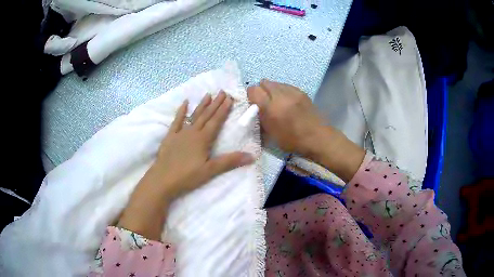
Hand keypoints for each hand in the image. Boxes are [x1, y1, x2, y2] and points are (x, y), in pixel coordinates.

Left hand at [155, 91, 254, 197]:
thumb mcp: (210, 170)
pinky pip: (176, 121)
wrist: (163, 179)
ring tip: (208, 94)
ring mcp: (180, 133)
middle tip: (223, 91)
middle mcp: (192, 132)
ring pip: (193, 115)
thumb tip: (251, 156)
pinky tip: (185, 103)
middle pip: (206, 115)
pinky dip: (181, 111)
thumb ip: (229, 161)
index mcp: (203, 139)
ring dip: (201, 105)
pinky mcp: (170, 136)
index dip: (224, 110)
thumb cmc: (187, 176)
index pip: (216, 121)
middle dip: (215, 103)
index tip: (230, 98)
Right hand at [247, 80, 322, 155]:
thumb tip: (255, 107)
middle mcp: (281, 95)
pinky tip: (287, 101)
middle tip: (265, 102)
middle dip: (261, 90)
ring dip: (272, 90)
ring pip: (275, 82)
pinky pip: (286, 85)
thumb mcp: (271, 134)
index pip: (253, 90)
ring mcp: (293, 91)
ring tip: (277, 102)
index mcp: (271, 108)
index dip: (251, 96)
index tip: (254, 104)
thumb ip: (261, 118)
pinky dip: (283, 91)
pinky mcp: (301, 91)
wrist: (318, 137)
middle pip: (264, 82)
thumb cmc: (293, 140)